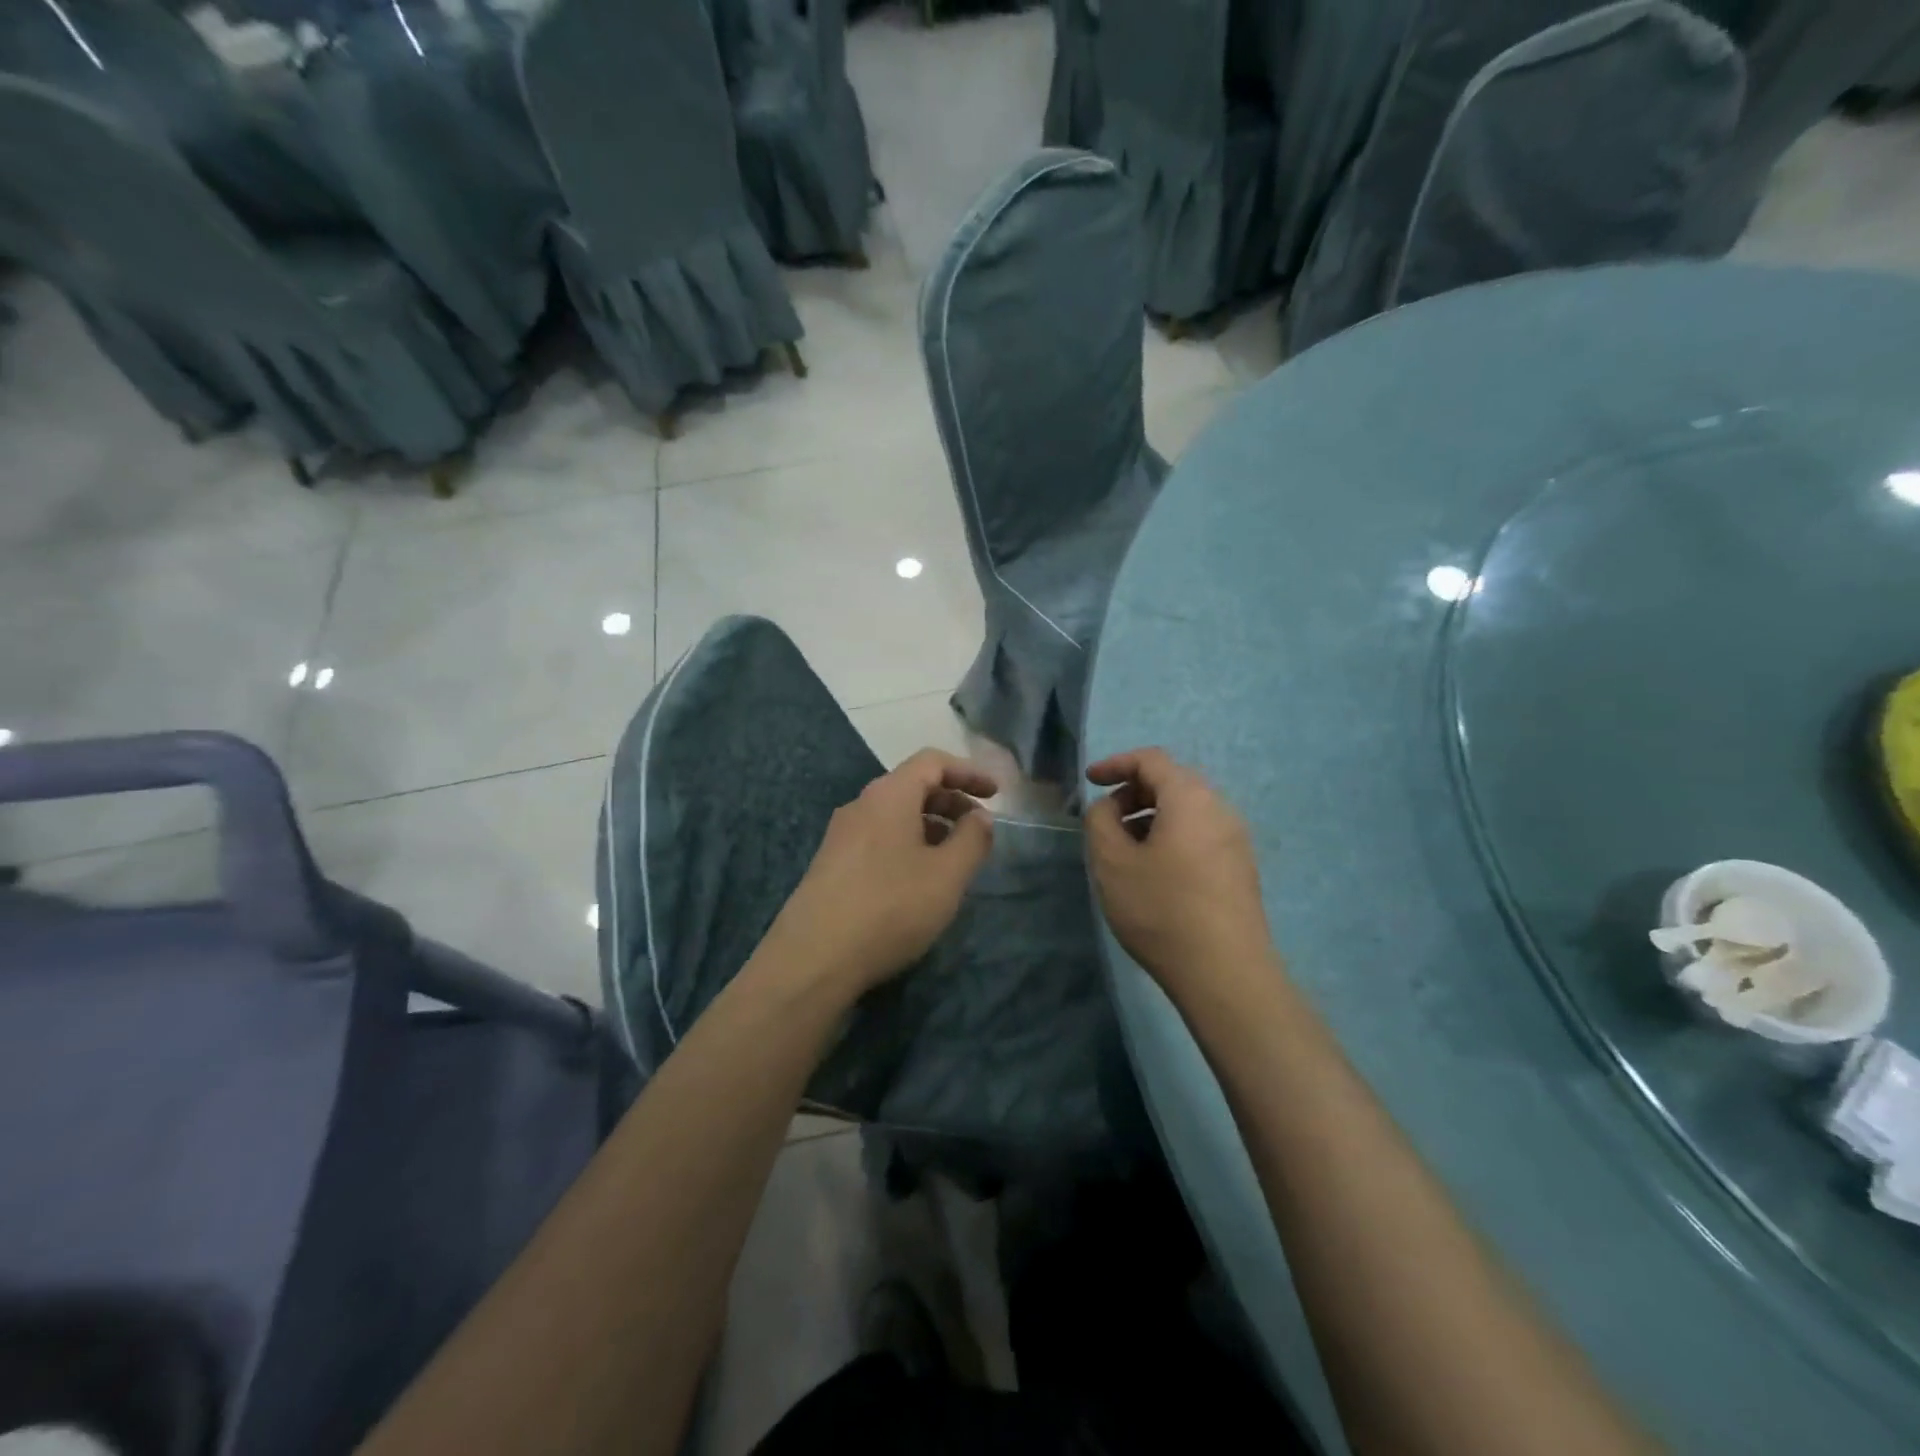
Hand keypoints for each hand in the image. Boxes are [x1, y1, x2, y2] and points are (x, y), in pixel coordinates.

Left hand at [766, 749, 997, 994]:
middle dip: (951, 800)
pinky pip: (878, 838)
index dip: (968, 772)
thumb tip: (980, 817)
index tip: (996, 794)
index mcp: (889, 795)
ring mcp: (841, 835)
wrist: (813, 958)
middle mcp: (861, 805)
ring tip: (954, 857)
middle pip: (912, 785)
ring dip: (930, 825)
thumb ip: (972, 840)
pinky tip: (919, 880)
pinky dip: (908, 844)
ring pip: (894, 814)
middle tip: (979, 828)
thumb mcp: (947, 875)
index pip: (932, 761)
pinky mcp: (831, 864)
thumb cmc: (890, 907)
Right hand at [1084, 747, 1275, 994]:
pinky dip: (1171, 836)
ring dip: (1151, 817)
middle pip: (1172, 782)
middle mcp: (1220, 809)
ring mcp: (1235, 840)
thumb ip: (1100, 820)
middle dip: (1133, 792)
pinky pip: (1200, 834)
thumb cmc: (1161, 908)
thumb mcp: (1111, 861)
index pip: (1151, 760)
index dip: (1116, 764)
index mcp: (1190, 798)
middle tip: (1105, 819)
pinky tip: (1153, 871)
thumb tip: (1109, 808)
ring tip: (1124, 849)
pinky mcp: (1240, 869)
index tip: (1090, 780)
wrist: (1225, 972)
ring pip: (1187, 811)